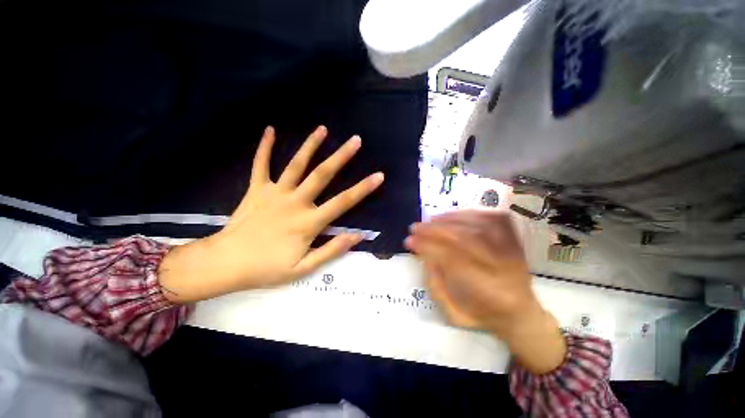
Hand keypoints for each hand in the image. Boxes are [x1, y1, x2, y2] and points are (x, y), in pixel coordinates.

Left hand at [158, 126, 383, 302]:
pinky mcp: (256, 189)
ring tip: (323, 129)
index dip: (363, 189)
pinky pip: (261, 164)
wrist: (226, 264)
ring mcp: (274, 193)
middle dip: (341, 157)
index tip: (378, 176)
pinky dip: (265, 147)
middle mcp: (295, 202)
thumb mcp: (304, 268)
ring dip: (310, 145)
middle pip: (322, 175)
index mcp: (308, 222)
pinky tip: (270, 130)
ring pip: (296, 164)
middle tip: (355, 140)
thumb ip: (332, 250)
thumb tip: (358, 236)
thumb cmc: (267, 268)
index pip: (342, 202)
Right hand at [405, 210, 565, 373]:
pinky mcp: (515, 241)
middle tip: (415, 228)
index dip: (428, 246)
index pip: (452, 259)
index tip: (410, 241)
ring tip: (431, 220)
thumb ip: (436, 286)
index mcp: (489, 293)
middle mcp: (504, 269)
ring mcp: (514, 252)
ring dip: (449, 220)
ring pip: (479, 226)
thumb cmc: (485, 318)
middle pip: (465, 239)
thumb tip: (425, 255)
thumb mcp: (454, 315)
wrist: (522, 316)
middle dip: (434, 230)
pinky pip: (493, 219)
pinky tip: (453, 216)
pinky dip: (470, 214)